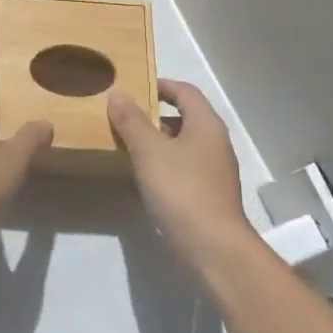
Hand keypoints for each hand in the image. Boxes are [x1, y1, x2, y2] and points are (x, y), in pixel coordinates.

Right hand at [109, 79, 256, 271]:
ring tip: (127, 146)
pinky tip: (143, 176)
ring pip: (182, 144)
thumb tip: (118, 94)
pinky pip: (183, 166)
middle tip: (123, 118)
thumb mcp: (149, 151)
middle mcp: (215, 142)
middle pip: (184, 116)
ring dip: (157, 141)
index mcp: (206, 124)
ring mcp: (214, 170)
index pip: (185, 91)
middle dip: (153, 115)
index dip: (161, 85)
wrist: (213, 247)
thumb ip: (131, 121)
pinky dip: (163, 163)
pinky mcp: (208, 193)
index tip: (134, 88)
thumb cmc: (181, 189)